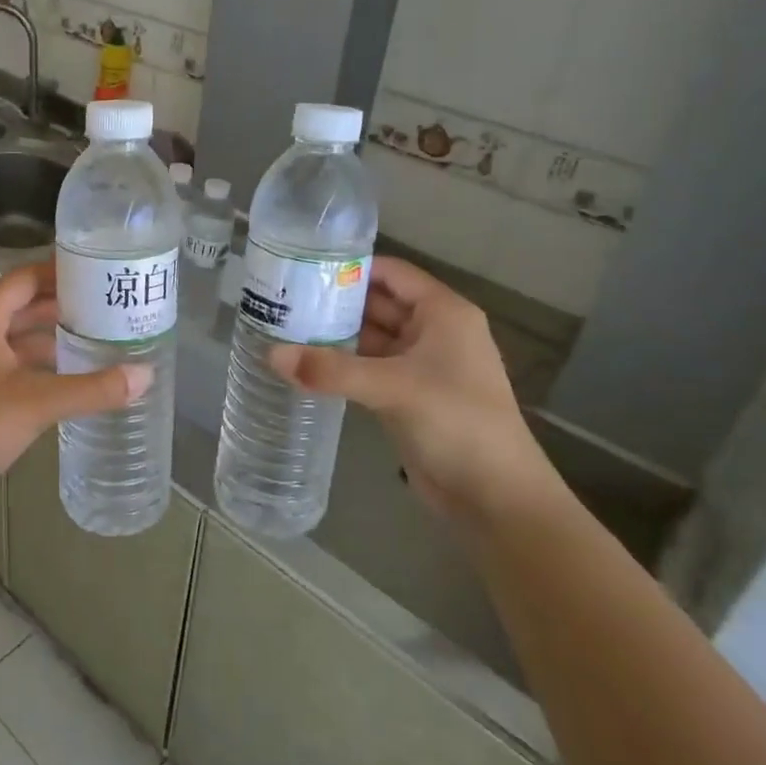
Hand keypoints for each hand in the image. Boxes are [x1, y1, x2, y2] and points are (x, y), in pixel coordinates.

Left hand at [0, 263, 151, 511]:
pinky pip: (20, 365)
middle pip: (26, 306)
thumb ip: (93, 388)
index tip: (99, 271)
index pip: (25, 278)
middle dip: (65, 305)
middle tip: (110, 304)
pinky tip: (77, 374)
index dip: (59, 271)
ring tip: (102, 336)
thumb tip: (146, 375)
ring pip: (23, 338)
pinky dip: (47, 364)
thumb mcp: (39, 401)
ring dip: (57, 336)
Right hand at [267, 257, 558, 527]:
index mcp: (443, 313)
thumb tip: (270, 355)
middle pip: (376, 304)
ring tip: (281, 327)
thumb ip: (330, 370)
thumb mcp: (392, 388)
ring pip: (369, 339)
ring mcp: (419, 366)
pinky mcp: (406, 396)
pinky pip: (366, 369)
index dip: (350, 267)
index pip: (391, 273)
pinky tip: (303, 364)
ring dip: (332, 335)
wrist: (495, 497)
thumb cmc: (457, 422)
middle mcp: (432, 332)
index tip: (301, 268)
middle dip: (333, 301)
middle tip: (281, 298)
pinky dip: (339, 365)